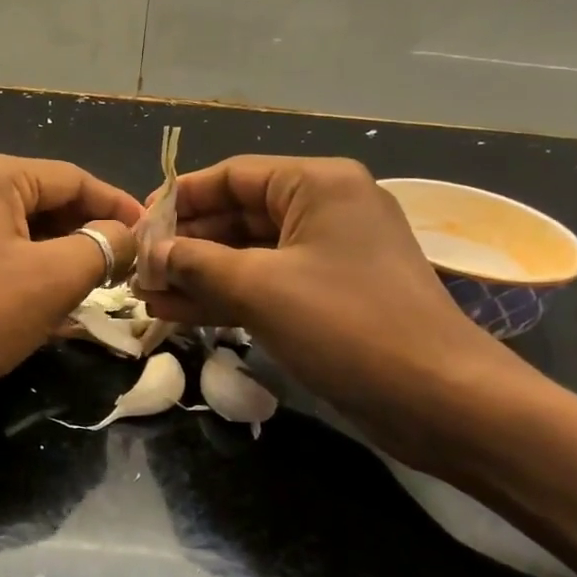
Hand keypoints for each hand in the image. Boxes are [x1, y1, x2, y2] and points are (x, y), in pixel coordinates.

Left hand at [0, 152, 140, 418]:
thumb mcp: (53, 279)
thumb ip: (102, 247)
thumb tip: (124, 235)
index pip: (73, 179)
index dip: (118, 208)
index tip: (152, 237)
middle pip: (45, 201)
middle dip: (87, 235)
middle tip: (125, 270)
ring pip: (19, 230)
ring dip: (58, 257)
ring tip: (94, 291)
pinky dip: (25, 271)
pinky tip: (47, 303)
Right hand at [135, 156, 524, 446]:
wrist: (441, 400)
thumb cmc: (348, 324)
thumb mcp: (261, 287)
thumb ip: (196, 263)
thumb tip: (150, 254)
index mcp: (317, 183)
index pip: (232, 175)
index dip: (179, 199)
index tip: (137, 226)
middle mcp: (324, 209)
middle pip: (237, 214)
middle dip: (185, 244)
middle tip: (136, 270)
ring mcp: (328, 256)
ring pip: (248, 255)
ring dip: (198, 275)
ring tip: (146, 296)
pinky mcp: (328, 297)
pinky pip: (266, 285)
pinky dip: (225, 297)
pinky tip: (177, 313)